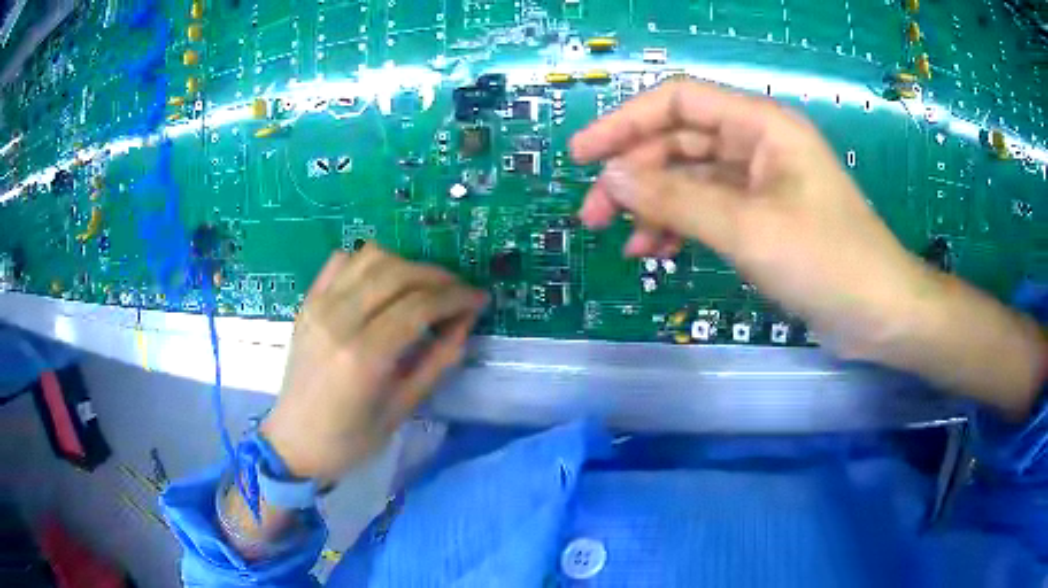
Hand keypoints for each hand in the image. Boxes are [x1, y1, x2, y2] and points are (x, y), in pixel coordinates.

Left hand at [260, 245, 487, 483]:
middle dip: (438, 277)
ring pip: (371, 257)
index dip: (456, 297)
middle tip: (459, 293)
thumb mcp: (402, 409)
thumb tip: (465, 324)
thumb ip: (437, 362)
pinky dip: (369, 263)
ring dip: (406, 265)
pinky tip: (383, 283)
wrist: (295, 441)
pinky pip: (341, 261)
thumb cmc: (351, 439)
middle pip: (398, 273)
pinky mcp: (308, 302)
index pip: (419, 306)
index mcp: (363, 356)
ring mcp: (319, 306)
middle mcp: (338, 320)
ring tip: (424, 288)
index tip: (479, 299)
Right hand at [571, 79, 929, 355]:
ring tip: (627, 244)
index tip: (582, 156)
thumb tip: (610, 177)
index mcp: (761, 125)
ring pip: (691, 180)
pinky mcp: (763, 218)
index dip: (625, 122)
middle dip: (634, 175)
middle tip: (591, 215)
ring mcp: (760, 183)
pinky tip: (659, 252)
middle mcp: (758, 144)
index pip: (678, 102)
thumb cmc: (827, 262)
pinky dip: (681, 227)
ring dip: (655, 206)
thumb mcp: (748, 229)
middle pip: (679, 142)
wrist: (879, 314)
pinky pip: (709, 210)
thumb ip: (677, 199)